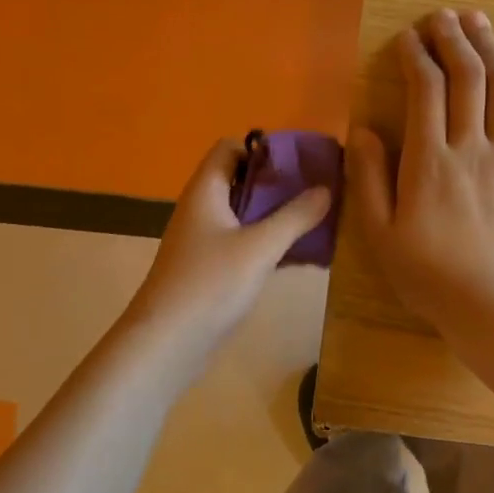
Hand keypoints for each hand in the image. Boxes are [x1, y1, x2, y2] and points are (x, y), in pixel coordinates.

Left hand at [123, 138, 333, 366]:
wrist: (166, 344)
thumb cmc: (209, 284)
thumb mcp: (259, 247)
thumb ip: (295, 216)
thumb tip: (326, 188)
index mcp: (206, 192)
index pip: (230, 148)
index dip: (263, 148)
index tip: (301, 160)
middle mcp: (203, 210)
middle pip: (242, 181)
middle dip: (280, 183)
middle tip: (322, 189)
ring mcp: (206, 242)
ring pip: (247, 216)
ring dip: (279, 215)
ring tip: (321, 218)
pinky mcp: (213, 271)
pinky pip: (246, 245)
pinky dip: (272, 243)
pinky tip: (304, 254)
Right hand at [348, 9, 493, 331]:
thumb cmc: (430, 276)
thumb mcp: (380, 235)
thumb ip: (369, 179)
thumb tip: (363, 130)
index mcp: (429, 162)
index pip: (425, 90)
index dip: (416, 55)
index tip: (408, 37)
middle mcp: (472, 147)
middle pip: (468, 76)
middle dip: (454, 38)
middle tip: (443, 15)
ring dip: (491, 47)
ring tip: (479, 21)